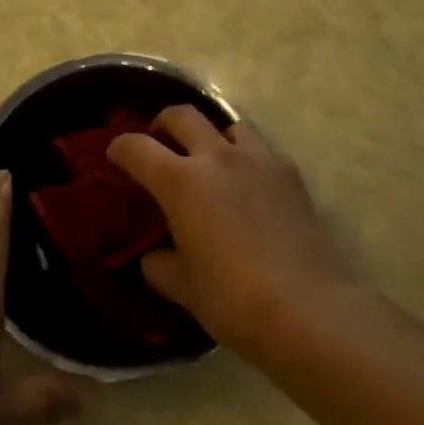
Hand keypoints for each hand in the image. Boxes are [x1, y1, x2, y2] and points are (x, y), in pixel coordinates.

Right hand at [107, 108, 359, 360]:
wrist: (309, 309)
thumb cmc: (234, 299)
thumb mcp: (184, 288)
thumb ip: (159, 265)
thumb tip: (153, 256)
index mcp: (181, 181)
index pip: (137, 148)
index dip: (120, 148)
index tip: (114, 155)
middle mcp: (216, 156)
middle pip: (182, 115)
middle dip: (163, 123)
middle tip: (159, 143)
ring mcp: (257, 159)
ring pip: (227, 123)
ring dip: (211, 135)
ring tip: (210, 159)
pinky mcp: (289, 172)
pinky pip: (261, 149)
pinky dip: (247, 157)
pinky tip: (250, 185)